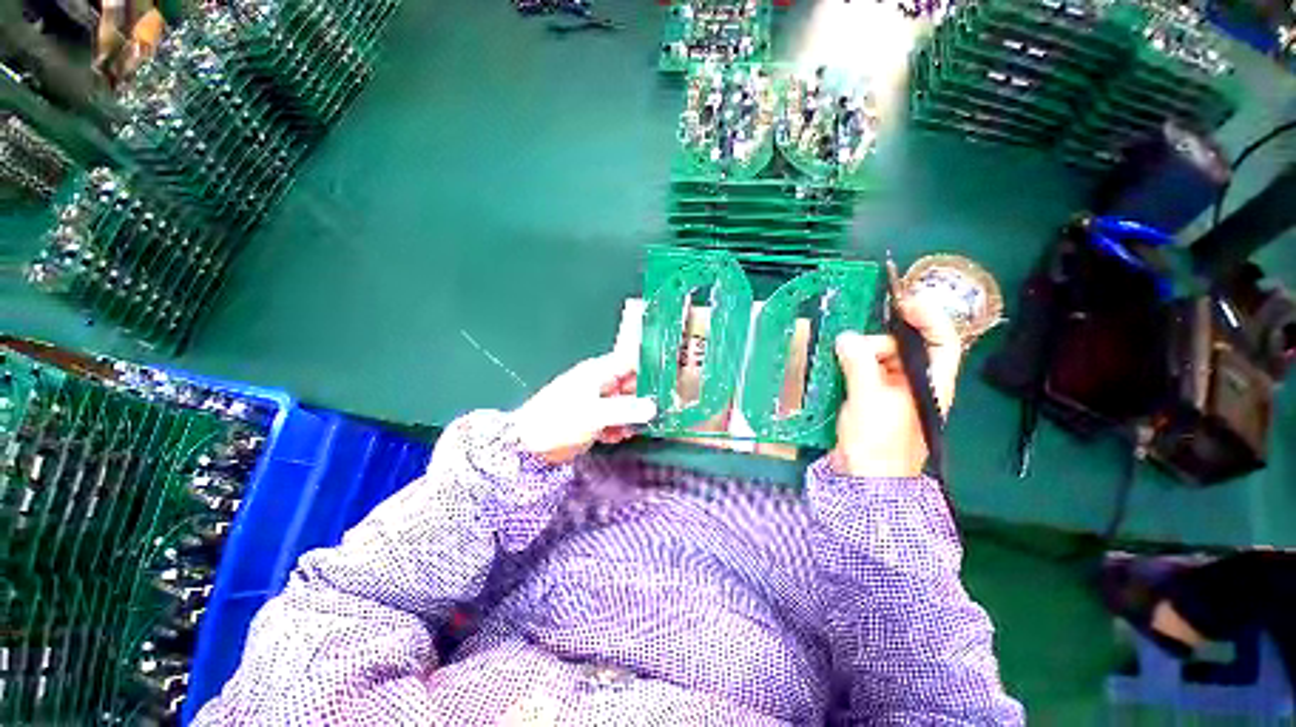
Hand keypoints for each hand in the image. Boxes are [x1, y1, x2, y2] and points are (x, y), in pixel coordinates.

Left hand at [512, 352, 657, 464]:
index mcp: (599, 372)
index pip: (631, 360)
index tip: (671, 375)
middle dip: (645, 397)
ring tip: (634, 428)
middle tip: (663, 410)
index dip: (651, 365)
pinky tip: (618, 436)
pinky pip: (615, 418)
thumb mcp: (594, 414)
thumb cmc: (559, 421)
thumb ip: (626, 409)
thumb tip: (653, 407)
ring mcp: (597, 401)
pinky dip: (619, 427)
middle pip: (632, 384)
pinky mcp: (593, 418)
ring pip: (625, 403)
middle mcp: (600, 383)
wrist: (527, 446)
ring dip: (633, 415)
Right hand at [829, 295, 962, 477]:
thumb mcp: (868, 399)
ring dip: (858, 355)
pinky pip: (863, 371)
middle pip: (902, 347)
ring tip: (838, 361)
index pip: (942, 341)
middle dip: (876, 343)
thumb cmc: (878, 441)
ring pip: (878, 358)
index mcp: (929, 383)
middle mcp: (914, 383)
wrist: (863, 478)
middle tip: (849, 348)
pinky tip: (835, 366)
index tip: (902, 302)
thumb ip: (859, 364)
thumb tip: (845, 337)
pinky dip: (850, 365)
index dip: (927, 317)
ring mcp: (891, 392)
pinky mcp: (871, 398)